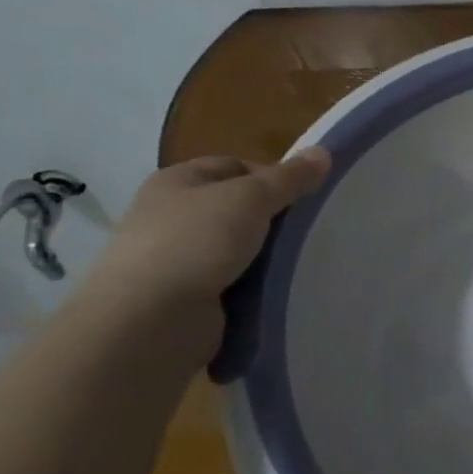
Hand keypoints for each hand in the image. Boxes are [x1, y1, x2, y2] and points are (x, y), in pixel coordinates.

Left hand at [83, 151, 331, 330]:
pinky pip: (231, 284)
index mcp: (177, 181)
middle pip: (237, 208)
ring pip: (237, 248)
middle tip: (308, 231)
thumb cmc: (196, 243)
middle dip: (272, 219)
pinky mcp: (185, 298)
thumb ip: (289, 178)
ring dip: (265, 257)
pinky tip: (276, 291)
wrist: (148, 322)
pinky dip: (253, 287)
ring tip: (301, 263)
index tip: (304, 197)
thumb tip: (324, 152)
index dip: (272, 176)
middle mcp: (171, 216)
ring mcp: (176, 260)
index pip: (235, 166)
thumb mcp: (251, 198)